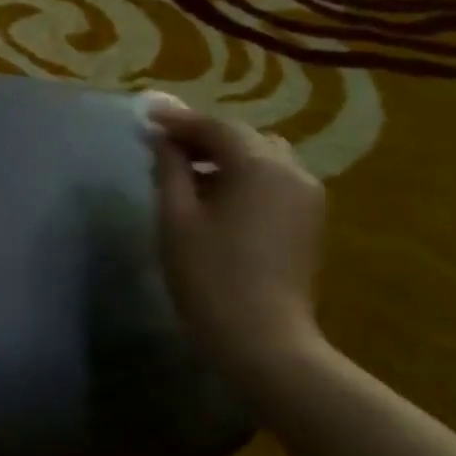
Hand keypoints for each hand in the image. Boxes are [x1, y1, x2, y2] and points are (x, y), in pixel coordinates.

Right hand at [144, 96, 325, 376]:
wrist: (262, 337)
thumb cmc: (209, 276)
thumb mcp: (176, 219)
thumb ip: (169, 170)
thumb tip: (162, 140)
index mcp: (259, 165)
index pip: (216, 127)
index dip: (179, 120)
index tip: (147, 118)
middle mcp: (292, 170)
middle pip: (244, 138)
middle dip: (204, 137)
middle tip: (164, 146)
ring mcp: (307, 196)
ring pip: (263, 158)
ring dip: (227, 157)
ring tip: (189, 173)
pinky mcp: (309, 221)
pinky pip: (274, 181)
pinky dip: (245, 177)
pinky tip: (217, 199)